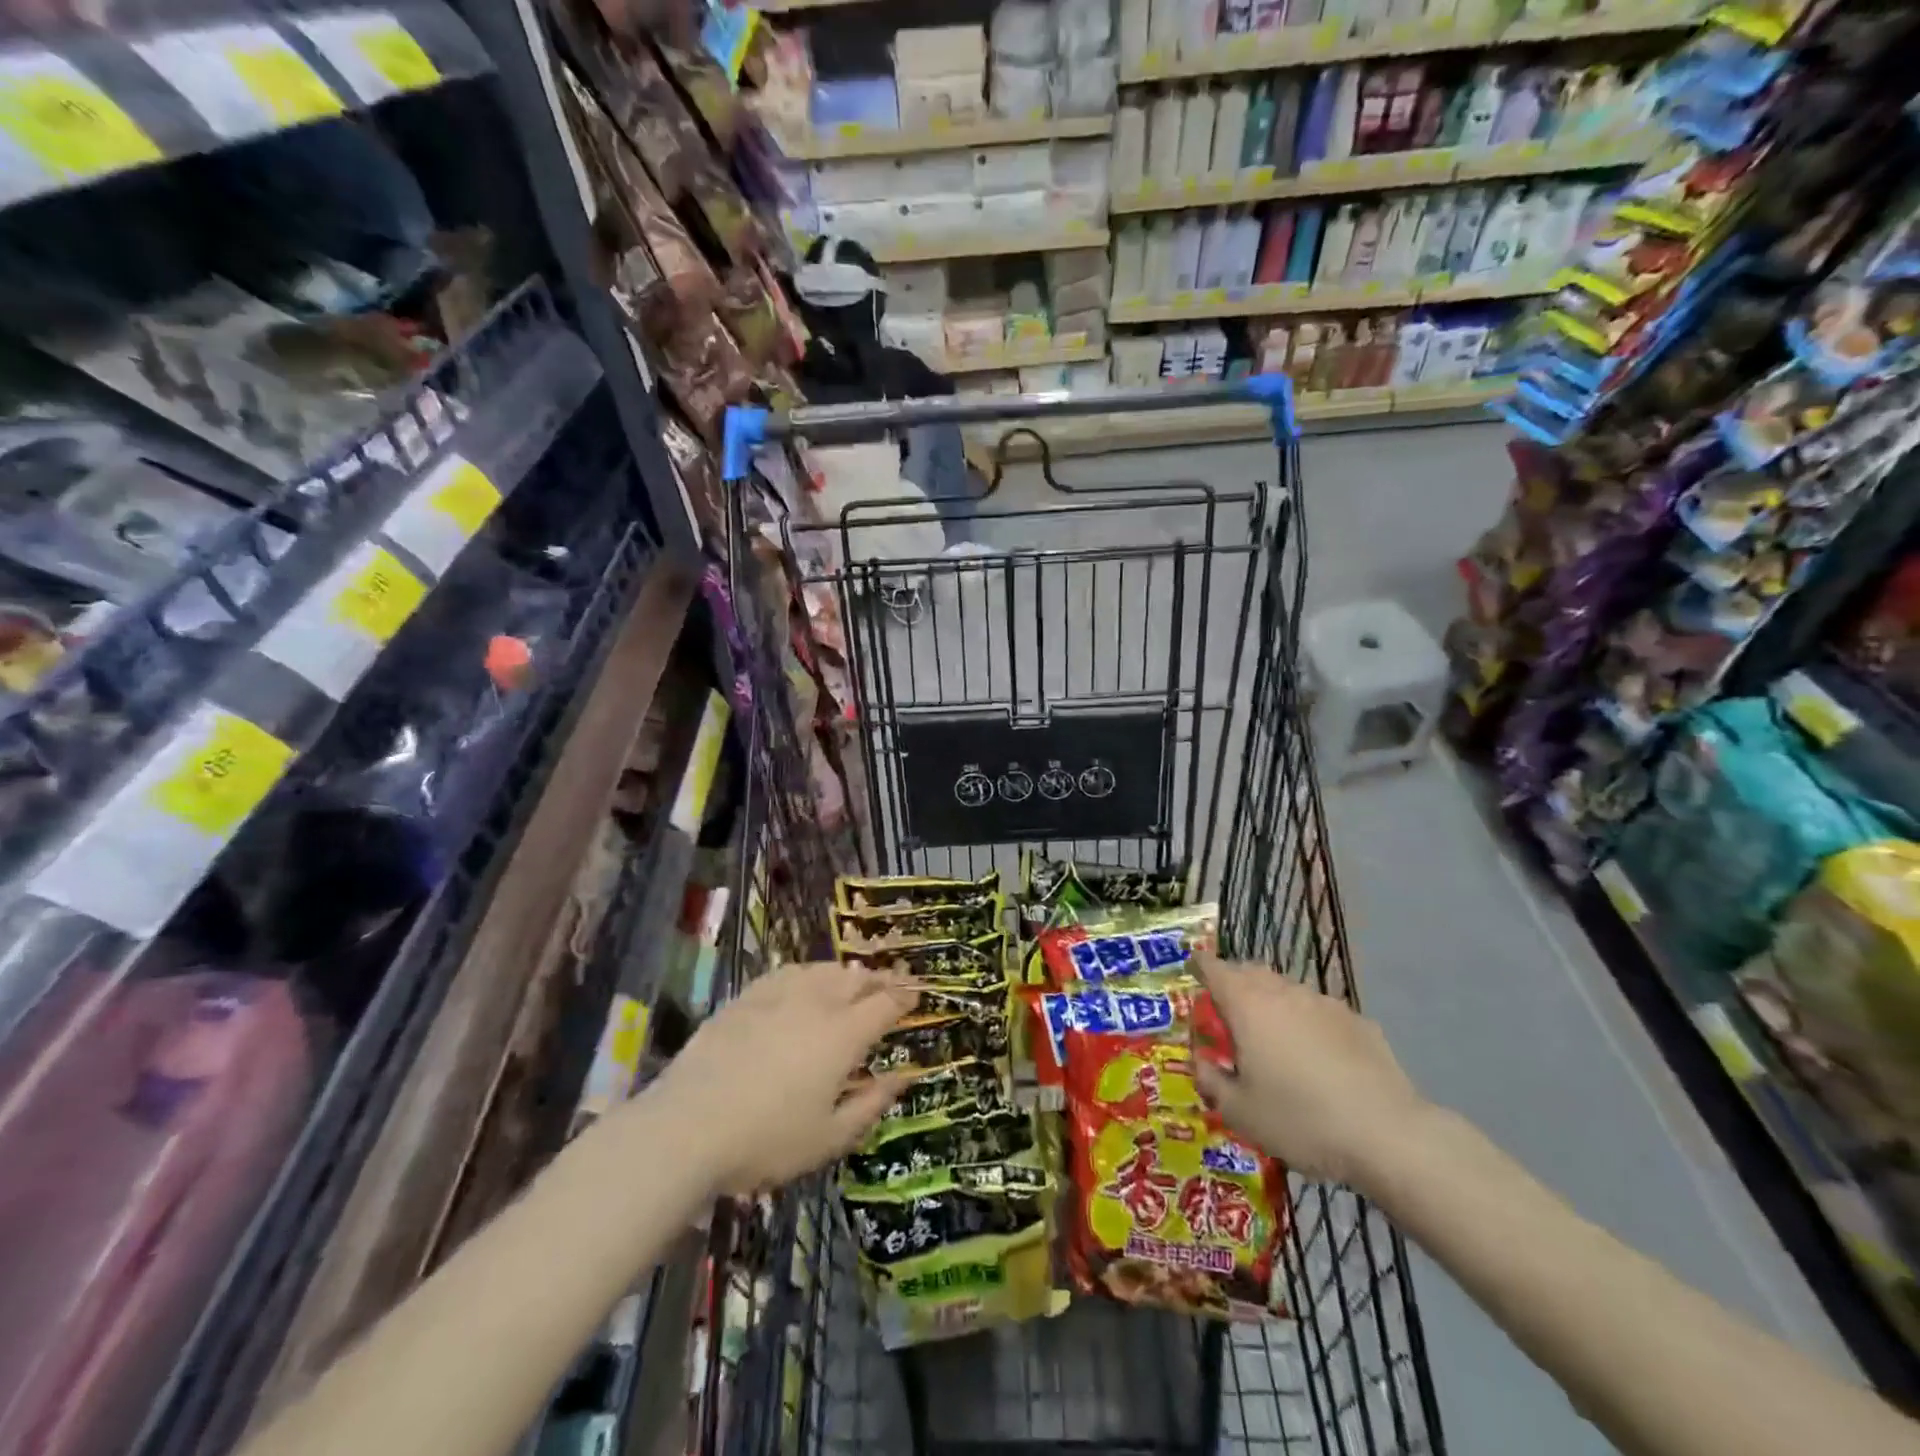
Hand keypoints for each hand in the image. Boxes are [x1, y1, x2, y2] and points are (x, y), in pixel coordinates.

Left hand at [643, 961, 917, 1197]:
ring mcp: (778, 995)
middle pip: (856, 978)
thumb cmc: (767, 1140)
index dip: (904, 997)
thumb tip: (904, 1077)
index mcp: (843, 1035)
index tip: (916, 994)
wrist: (687, 1127)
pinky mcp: (746, 997)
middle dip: (877, 980)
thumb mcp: (830, 1138)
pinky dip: (807, 974)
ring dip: (844, 973)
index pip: (885, 1004)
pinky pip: (787, 973)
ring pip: (822, 969)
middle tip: (888, 987)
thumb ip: (872, 1103)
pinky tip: (802, 983)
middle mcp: (816, 1003)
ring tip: (850, 982)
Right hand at [1192, 956, 1429, 1190]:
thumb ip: (1211, 1081)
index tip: (1192, 971)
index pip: (1213, 967)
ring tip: (1273, 1037)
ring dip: (1272, 1003)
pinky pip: (1320, 1013)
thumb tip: (1201, 1062)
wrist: (1387, 1135)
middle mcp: (1283, 992)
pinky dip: (1308, 1024)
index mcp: (1247, 1005)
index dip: (1199, 966)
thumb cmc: (1300, 1120)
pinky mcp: (1358, 1022)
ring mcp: (1324, 1003)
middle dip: (1235, 983)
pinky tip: (1318, 1058)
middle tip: (1227, 1010)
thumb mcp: (1240, 1113)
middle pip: (1250, 972)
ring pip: (1287, 991)